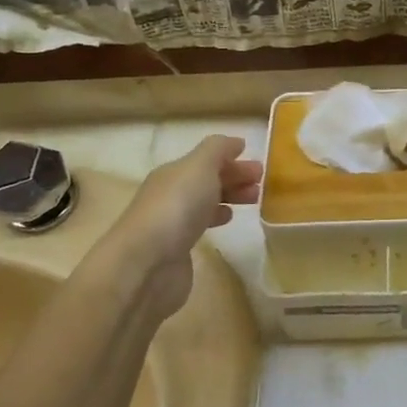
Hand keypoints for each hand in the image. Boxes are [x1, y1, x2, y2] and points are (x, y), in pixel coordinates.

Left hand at [96, 136, 261, 323]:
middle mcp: (170, 194)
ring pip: (205, 202)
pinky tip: (227, 223)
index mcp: (173, 172)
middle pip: (205, 181)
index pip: (206, 160)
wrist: (145, 264)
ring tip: (253, 202)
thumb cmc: (176, 207)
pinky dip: (216, 219)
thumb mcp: (199, 166)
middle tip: (261, 185)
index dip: (231, 160)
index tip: (260, 168)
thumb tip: (235, 142)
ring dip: (228, 198)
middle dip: (233, 178)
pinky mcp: (176, 250)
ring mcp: (171, 223)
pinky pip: (200, 226)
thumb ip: (218, 150)